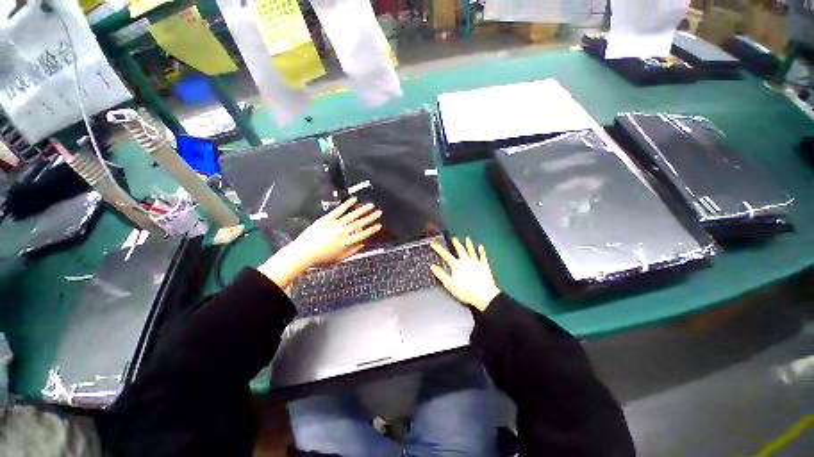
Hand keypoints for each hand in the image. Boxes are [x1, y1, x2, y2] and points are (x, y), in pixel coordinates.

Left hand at [258, 197, 381, 288]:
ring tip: (370, 205)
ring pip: (352, 215)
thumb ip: (352, 251)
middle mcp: (344, 232)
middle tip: (379, 212)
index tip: (379, 225)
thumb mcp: (339, 258)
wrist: (305, 253)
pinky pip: (340, 209)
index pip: (363, 234)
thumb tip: (362, 244)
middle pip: (360, 223)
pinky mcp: (327, 218)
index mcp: (347, 243)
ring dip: (363, 210)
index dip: (372, 229)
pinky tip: (354, 200)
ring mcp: (336, 224)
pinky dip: (347, 204)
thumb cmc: (321, 258)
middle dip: (371, 217)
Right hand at [430, 237, 500, 311]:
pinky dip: (481, 251)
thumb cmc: (466, 291)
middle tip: (454, 238)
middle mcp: (466, 261)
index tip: (433, 244)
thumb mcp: (450, 285)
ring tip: (467, 239)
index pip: (446, 255)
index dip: (439, 249)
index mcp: (457, 266)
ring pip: (472, 251)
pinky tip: (481, 247)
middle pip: (460, 250)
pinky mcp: (485, 266)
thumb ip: (441, 275)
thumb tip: (432, 266)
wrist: (484, 295)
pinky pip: (482, 256)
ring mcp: (476, 263)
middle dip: (456, 244)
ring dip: (469, 244)